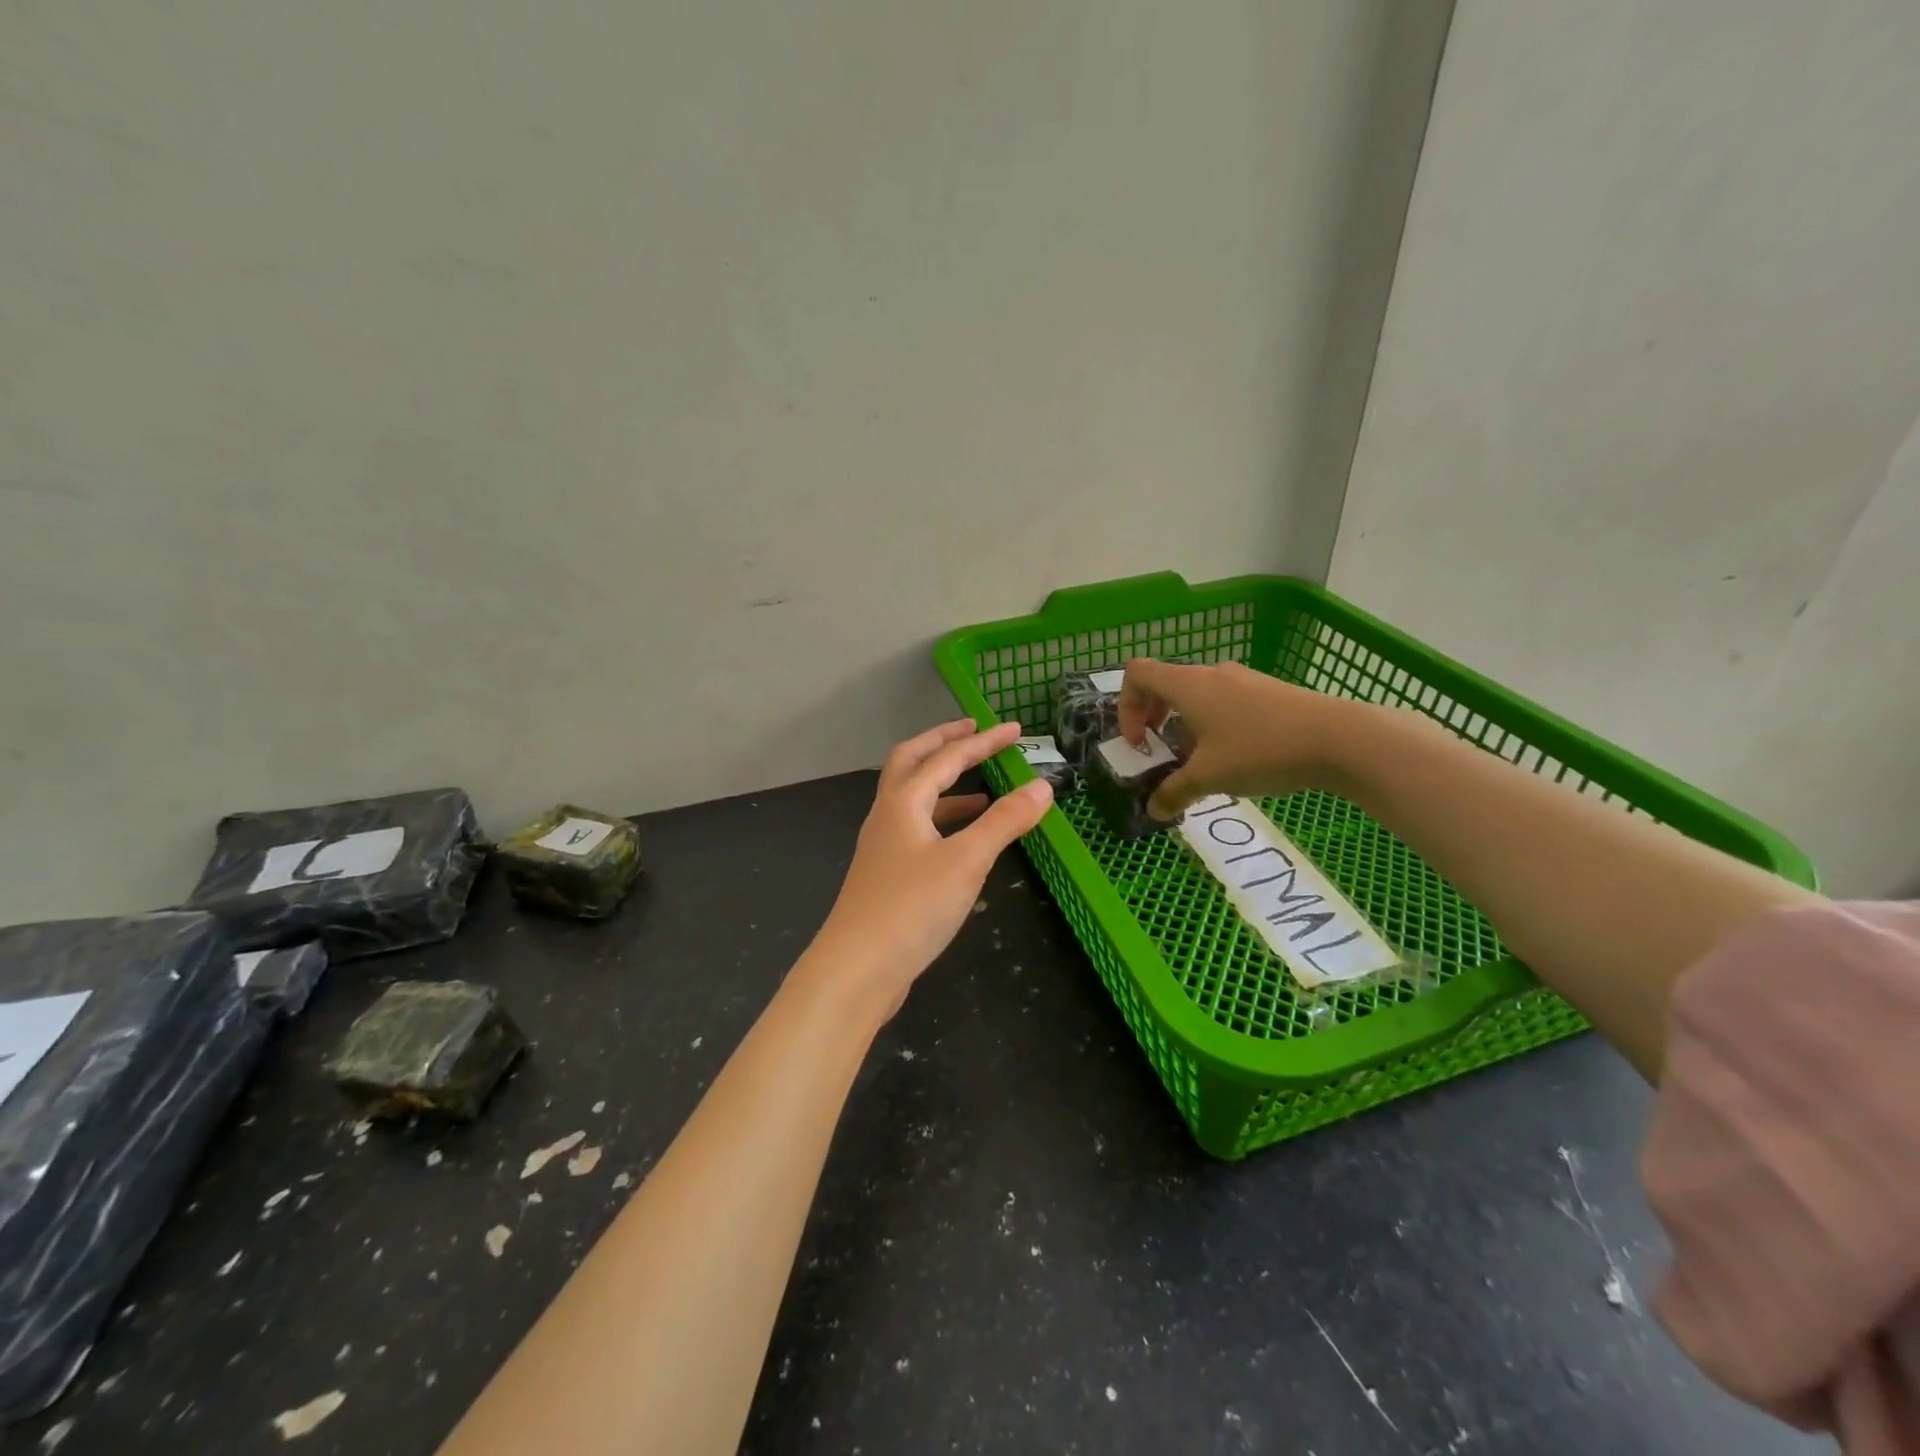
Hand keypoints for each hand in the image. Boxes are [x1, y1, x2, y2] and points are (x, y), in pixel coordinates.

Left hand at [806, 719, 1051, 1016]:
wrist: (857, 970)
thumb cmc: (911, 908)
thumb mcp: (966, 861)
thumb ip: (1005, 822)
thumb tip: (1042, 786)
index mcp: (903, 802)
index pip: (948, 757)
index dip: (984, 741)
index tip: (1015, 729)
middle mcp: (888, 815)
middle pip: (912, 762)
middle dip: (944, 743)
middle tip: (974, 732)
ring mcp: (883, 845)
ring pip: (912, 799)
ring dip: (945, 785)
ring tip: (982, 791)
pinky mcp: (887, 874)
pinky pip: (917, 829)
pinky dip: (943, 821)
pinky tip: (964, 842)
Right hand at [1117, 659, 1344, 818]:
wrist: (1340, 739)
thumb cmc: (1260, 750)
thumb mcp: (1209, 777)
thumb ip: (1174, 792)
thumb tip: (1153, 810)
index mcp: (1188, 685)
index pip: (1137, 673)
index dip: (1126, 706)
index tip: (1139, 742)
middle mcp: (1211, 674)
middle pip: (1166, 684)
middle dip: (1153, 718)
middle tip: (1160, 751)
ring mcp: (1243, 680)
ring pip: (1198, 696)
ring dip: (1186, 726)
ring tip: (1200, 763)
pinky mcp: (1268, 692)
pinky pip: (1225, 702)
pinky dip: (1214, 725)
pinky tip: (1235, 758)